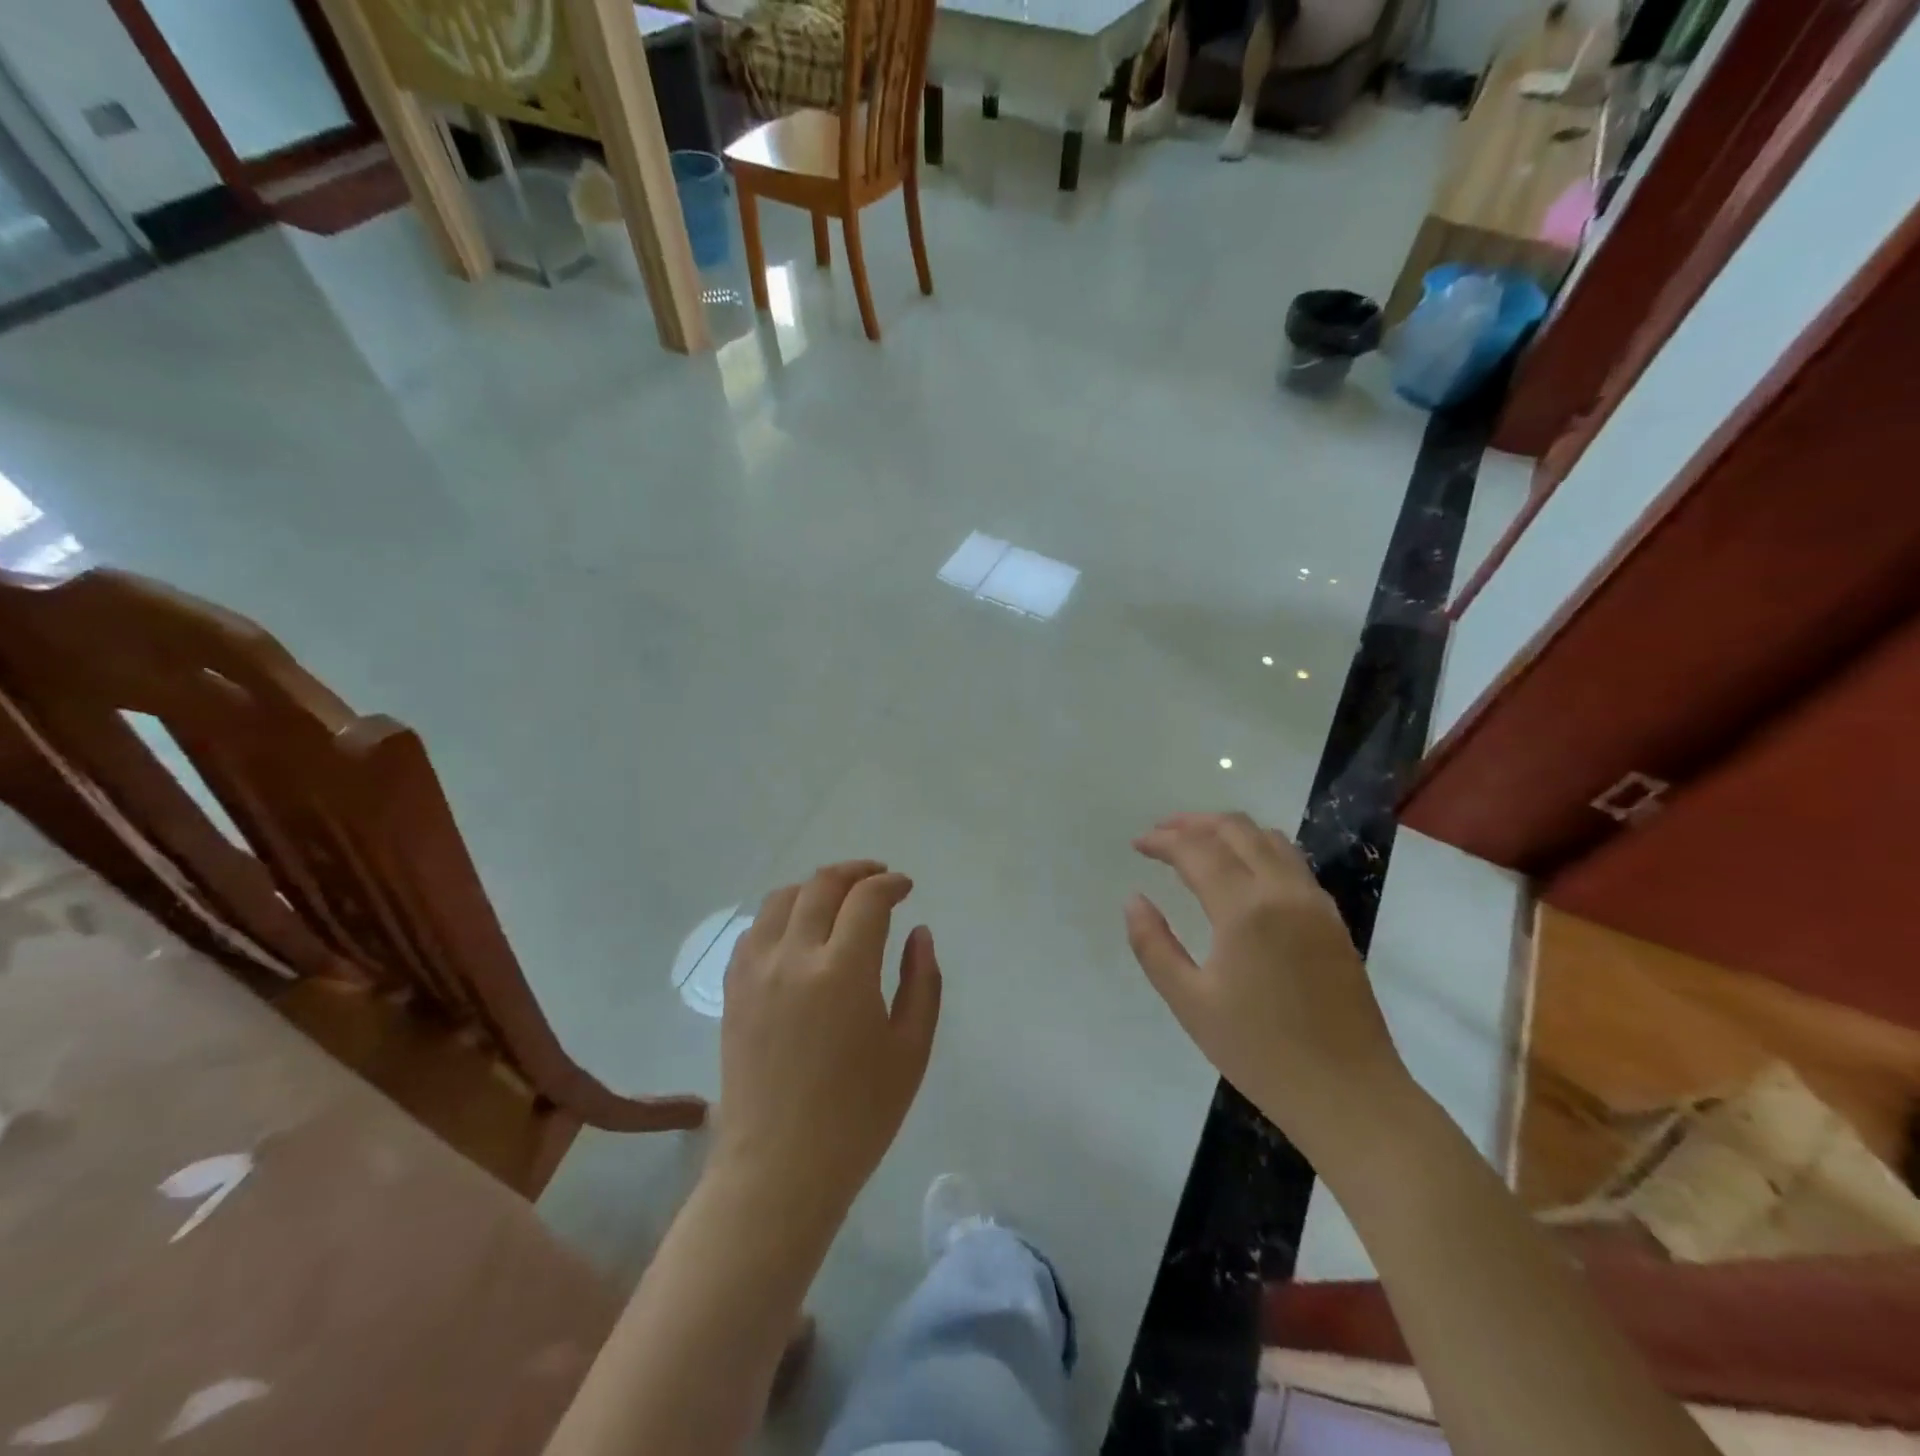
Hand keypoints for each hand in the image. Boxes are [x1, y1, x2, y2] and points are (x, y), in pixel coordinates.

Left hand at [715, 861, 942, 1225]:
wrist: (779, 1168)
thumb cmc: (858, 1116)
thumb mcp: (911, 1050)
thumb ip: (921, 981)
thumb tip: (918, 932)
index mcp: (843, 972)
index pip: (867, 899)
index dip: (890, 884)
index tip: (905, 888)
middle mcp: (794, 957)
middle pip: (822, 885)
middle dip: (856, 873)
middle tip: (878, 878)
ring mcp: (756, 971)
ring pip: (782, 898)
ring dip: (815, 887)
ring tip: (838, 898)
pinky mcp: (733, 990)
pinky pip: (754, 930)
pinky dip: (781, 915)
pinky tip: (797, 931)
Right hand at [1125, 813, 1413, 1159]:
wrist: (1350, 1094)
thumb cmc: (1260, 1052)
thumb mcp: (1190, 1003)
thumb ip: (1154, 945)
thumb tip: (1134, 900)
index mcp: (1245, 909)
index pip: (1197, 850)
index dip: (1163, 840)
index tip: (1137, 844)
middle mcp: (1283, 891)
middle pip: (1236, 829)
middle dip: (1193, 823)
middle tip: (1161, 834)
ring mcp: (1315, 902)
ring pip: (1269, 838)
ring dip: (1229, 830)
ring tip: (1197, 844)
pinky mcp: (1332, 918)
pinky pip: (1292, 861)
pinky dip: (1258, 848)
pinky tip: (1242, 872)